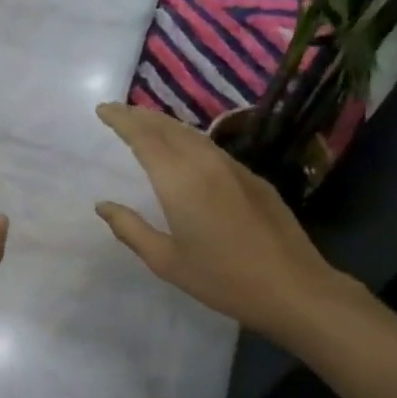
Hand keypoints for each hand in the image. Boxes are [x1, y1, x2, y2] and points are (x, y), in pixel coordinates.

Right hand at [94, 102, 361, 343]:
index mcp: (180, 181)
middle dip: (140, 115)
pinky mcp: (253, 179)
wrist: (294, 288)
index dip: (122, 120)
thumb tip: (104, 206)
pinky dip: (188, 140)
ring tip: (145, 124)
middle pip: (169, 128)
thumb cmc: (223, 279)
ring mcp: (234, 169)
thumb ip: (131, 229)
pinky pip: (212, 148)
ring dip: (165, 125)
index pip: (144, 137)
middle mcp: (206, 164)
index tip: (102, 109)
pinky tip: (185, 151)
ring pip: (193, 134)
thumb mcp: (166, 261)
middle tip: (118, 111)